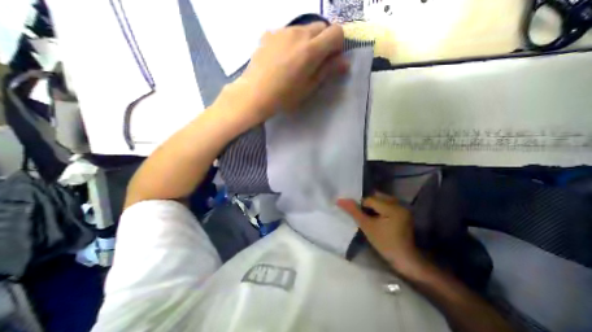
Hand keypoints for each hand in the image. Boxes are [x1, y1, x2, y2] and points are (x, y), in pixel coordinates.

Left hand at [226, 22, 347, 124]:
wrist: (255, 93)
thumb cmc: (284, 96)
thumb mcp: (309, 87)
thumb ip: (327, 71)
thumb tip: (344, 62)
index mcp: (311, 49)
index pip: (336, 32)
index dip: (338, 45)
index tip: (331, 58)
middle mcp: (298, 33)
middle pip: (321, 27)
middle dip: (323, 41)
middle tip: (315, 61)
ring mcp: (282, 31)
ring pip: (304, 29)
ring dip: (307, 41)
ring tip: (296, 61)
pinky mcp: (270, 33)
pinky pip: (288, 32)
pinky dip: (292, 41)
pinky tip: (283, 57)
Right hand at [338, 192, 419, 271]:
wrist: (405, 260)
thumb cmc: (384, 244)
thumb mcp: (367, 226)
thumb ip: (353, 211)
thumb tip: (340, 200)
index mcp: (392, 208)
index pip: (370, 199)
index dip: (361, 205)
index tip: (358, 215)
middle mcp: (399, 204)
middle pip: (377, 197)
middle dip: (367, 204)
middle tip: (362, 214)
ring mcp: (403, 209)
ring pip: (382, 200)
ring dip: (373, 205)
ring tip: (368, 215)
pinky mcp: (403, 213)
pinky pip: (388, 204)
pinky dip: (380, 208)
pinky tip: (376, 217)